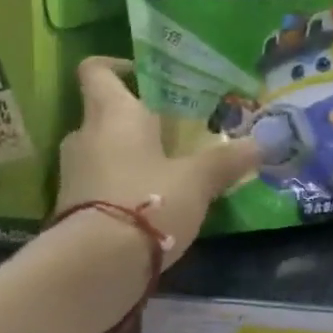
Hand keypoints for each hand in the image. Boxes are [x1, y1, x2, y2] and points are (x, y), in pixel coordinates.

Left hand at [55, 57, 264, 261]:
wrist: (94, 266)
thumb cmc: (148, 201)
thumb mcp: (197, 181)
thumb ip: (227, 160)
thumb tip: (262, 143)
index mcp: (113, 114)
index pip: (97, 70)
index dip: (117, 66)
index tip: (147, 77)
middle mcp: (85, 135)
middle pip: (104, 112)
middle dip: (136, 118)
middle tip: (173, 129)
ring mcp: (72, 172)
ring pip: (101, 148)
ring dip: (128, 154)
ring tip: (166, 168)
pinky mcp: (70, 206)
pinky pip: (97, 181)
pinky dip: (118, 185)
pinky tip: (149, 202)